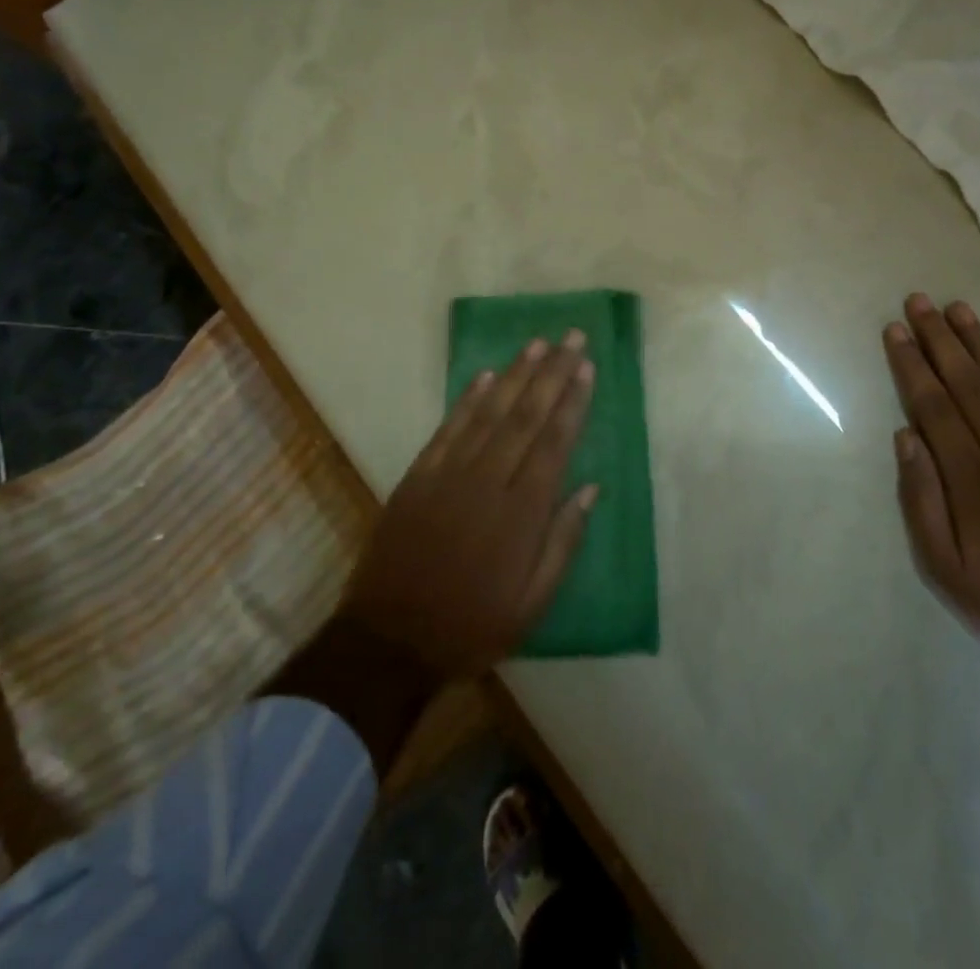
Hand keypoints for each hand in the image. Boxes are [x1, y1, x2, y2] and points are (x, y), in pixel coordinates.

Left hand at [342, 331, 598, 679]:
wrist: (388, 641)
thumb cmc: (471, 626)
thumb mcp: (532, 604)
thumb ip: (563, 543)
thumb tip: (591, 489)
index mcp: (521, 513)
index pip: (554, 443)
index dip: (572, 402)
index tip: (586, 368)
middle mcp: (488, 482)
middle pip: (526, 417)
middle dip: (552, 374)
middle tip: (571, 338)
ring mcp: (448, 475)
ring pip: (489, 413)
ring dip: (515, 375)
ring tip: (537, 343)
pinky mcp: (417, 477)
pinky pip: (447, 429)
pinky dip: (467, 400)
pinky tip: (485, 376)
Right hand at [882, 294, 979, 654]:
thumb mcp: (943, 565)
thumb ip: (921, 500)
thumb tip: (905, 437)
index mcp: (969, 476)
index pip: (932, 405)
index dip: (911, 364)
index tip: (895, 330)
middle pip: (967, 383)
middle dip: (938, 338)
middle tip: (919, 301)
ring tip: (959, 309)